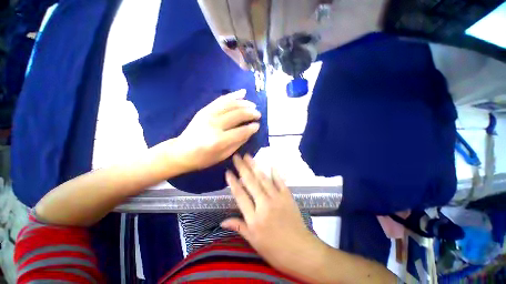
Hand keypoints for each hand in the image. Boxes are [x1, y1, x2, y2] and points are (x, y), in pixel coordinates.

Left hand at [174, 90, 260, 170]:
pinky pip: (221, 100)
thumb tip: (250, 131)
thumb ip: (238, 143)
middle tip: (258, 114)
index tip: (258, 125)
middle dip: (250, 113)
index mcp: (218, 140)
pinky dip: (233, 95)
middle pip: (237, 115)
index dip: (251, 128)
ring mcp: (208, 115)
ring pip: (230, 105)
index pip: (241, 131)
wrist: (180, 151)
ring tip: (253, 105)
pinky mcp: (204, 110)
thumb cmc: (203, 158)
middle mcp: (214, 125)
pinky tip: (242, 93)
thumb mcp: (223, 156)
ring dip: (244, 103)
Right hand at [221, 154, 323, 274]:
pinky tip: (271, 164)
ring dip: (255, 166)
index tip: (228, 171)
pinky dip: (275, 172)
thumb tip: (222, 221)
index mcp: (254, 218)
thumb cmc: (275, 250)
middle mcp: (264, 204)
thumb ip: (239, 227)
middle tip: (237, 157)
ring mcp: (277, 199)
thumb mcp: (254, 242)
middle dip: (242, 168)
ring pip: (263, 179)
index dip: (233, 182)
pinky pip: (280, 182)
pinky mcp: (288, 196)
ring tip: (248, 156)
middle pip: (251, 182)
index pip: (240, 195)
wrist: (301, 251)